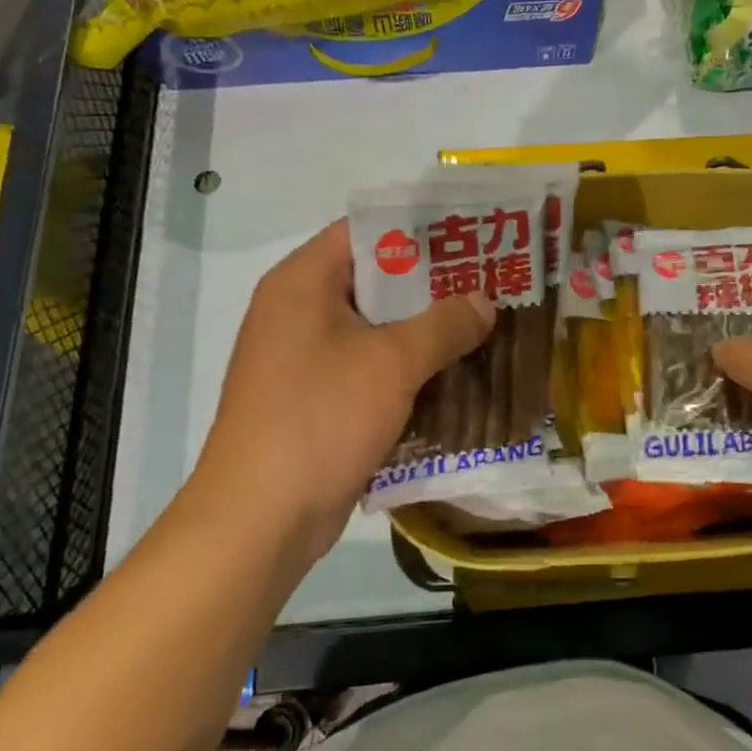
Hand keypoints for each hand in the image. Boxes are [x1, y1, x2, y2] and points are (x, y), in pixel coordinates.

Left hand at [189, 220, 493, 560]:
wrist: (260, 519)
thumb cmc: (320, 419)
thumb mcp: (392, 363)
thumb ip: (444, 324)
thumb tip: (484, 302)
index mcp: (303, 282)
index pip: (367, 232)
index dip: (421, 230)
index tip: (472, 238)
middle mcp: (298, 311)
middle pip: (375, 281)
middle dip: (433, 286)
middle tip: (491, 284)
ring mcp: (304, 359)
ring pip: (376, 330)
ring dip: (425, 332)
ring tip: (484, 327)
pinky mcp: (315, 400)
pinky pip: (369, 369)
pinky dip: (407, 370)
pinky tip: (454, 377)